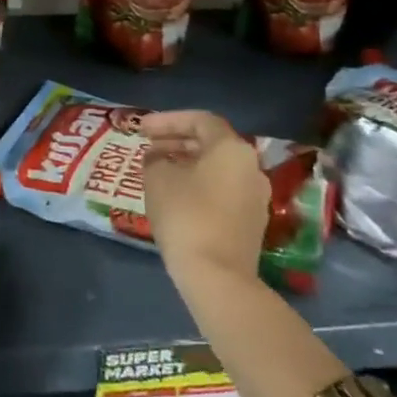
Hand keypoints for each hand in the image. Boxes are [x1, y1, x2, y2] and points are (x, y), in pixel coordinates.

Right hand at [138, 110, 268, 283]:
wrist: (217, 276)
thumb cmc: (186, 215)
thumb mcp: (157, 178)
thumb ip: (155, 159)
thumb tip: (159, 157)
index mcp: (232, 149)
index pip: (200, 120)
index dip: (167, 120)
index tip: (141, 128)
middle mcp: (251, 167)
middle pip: (211, 143)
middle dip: (176, 140)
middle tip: (148, 146)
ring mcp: (255, 197)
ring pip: (217, 168)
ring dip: (186, 163)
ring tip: (157, 169)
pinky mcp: (251, 222)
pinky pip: (222, 189)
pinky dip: (198, 183)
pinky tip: (175, 194)